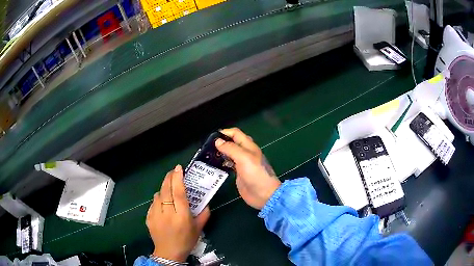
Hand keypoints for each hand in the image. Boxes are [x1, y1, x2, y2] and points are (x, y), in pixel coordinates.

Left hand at [146, 165, 209, 261]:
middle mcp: (167, 213)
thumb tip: (206, 201)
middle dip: (169, 178)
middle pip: (166, 190)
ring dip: (163, 188)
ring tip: (168, 188)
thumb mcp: (199, 228)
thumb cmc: (186, 240)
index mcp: (182, 216)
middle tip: (173, 171)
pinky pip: (153, 203)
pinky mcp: (149, 217)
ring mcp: (156, 215)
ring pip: (158, 195)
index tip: (179, 168)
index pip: (179, 193)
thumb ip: (204, 214)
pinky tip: (162, 201)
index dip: (178, 178)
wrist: (168, 253)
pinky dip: (158, 198)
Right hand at [215, 128, 280, 209]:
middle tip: (207, 146)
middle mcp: (245, 153)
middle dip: (221, 142)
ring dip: (220, 152)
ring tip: (208, 155)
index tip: (212, 137)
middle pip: (232, 143)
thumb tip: (218, 141)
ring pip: (229, 154)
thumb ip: (231, 148)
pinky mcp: (238, 174)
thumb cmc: (256, 174)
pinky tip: (214, 165)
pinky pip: (228, 165)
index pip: (236, 133)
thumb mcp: (244, 158)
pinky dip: (221, 163)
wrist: (264, 195)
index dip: (225, 132)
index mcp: (249, 146)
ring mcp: (242, 164)